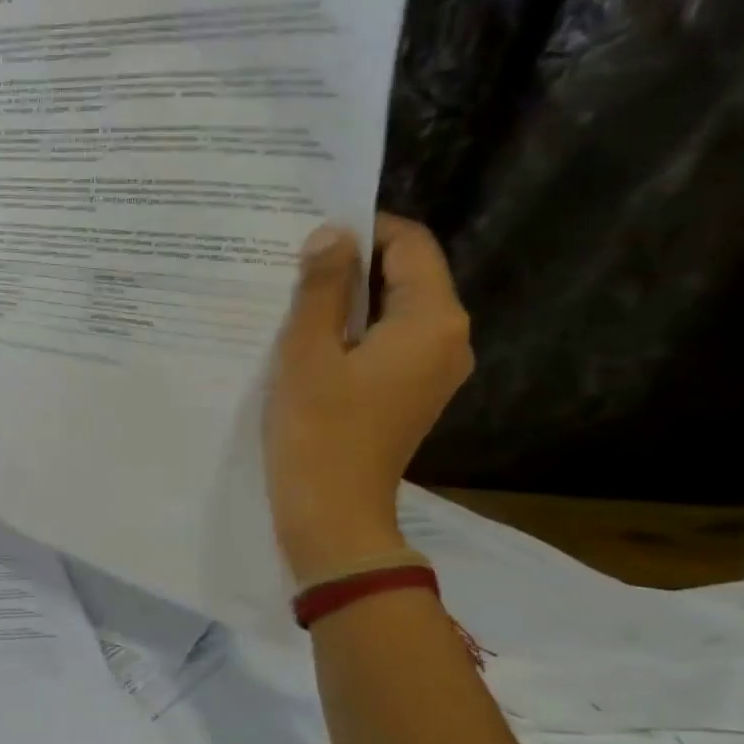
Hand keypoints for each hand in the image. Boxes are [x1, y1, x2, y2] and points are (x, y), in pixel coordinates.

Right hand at [265, 214, 471, 581]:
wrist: (333, 515)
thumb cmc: (318, 431)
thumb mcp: (307, 352)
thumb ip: (320, 287)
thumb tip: (331, 235)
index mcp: (432, 320)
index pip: (410, 244)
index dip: (364, 228)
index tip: (312, 231)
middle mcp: (449, 339)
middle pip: (406, 277)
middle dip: (353, 265)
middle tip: (294, 263)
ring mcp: (435, 371)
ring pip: (394, 312)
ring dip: (349, 301)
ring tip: (295, 299)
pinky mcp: (413, 395)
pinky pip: (389, 344)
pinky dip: (355, 333)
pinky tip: (312, 342)